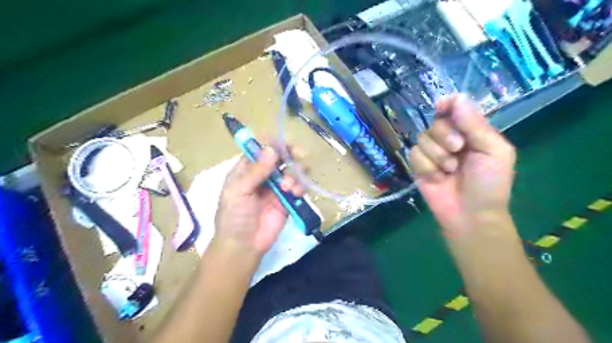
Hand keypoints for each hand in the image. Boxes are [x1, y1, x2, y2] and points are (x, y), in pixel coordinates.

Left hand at [214, 145, 304, 256]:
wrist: (243, 246)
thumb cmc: (233, 217)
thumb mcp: (238, 192)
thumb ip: (255, 171)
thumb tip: (271, 148)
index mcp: (247, 168)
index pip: (262, 148)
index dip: (274, 143)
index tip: (285, 144)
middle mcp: (264, 174)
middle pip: (282, 155)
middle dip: (291, 153)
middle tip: (299, 155)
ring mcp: (277, 186)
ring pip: (294, 169)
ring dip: (296, 172)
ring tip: (289, 186)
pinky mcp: (288, 199)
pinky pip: (300, 186)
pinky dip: (302, 186)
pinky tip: (296, 193)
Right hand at [411, 96, 515, 236]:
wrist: (470, 215)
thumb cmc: (490, 184)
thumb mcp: (493, 152)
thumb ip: (476, 125)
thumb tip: (457, 97)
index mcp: (471, 131)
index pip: (455, 108)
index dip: (447, 105)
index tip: (442, 108)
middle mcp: (450, 138)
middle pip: (435, 122)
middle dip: (445, 136)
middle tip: (458, 150)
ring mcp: (432, 153)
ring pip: (422, 139)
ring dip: (437, 156)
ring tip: (450, 171)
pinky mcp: (418, 166)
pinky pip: (413, 155)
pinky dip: (426, 167)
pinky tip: (437, 178)